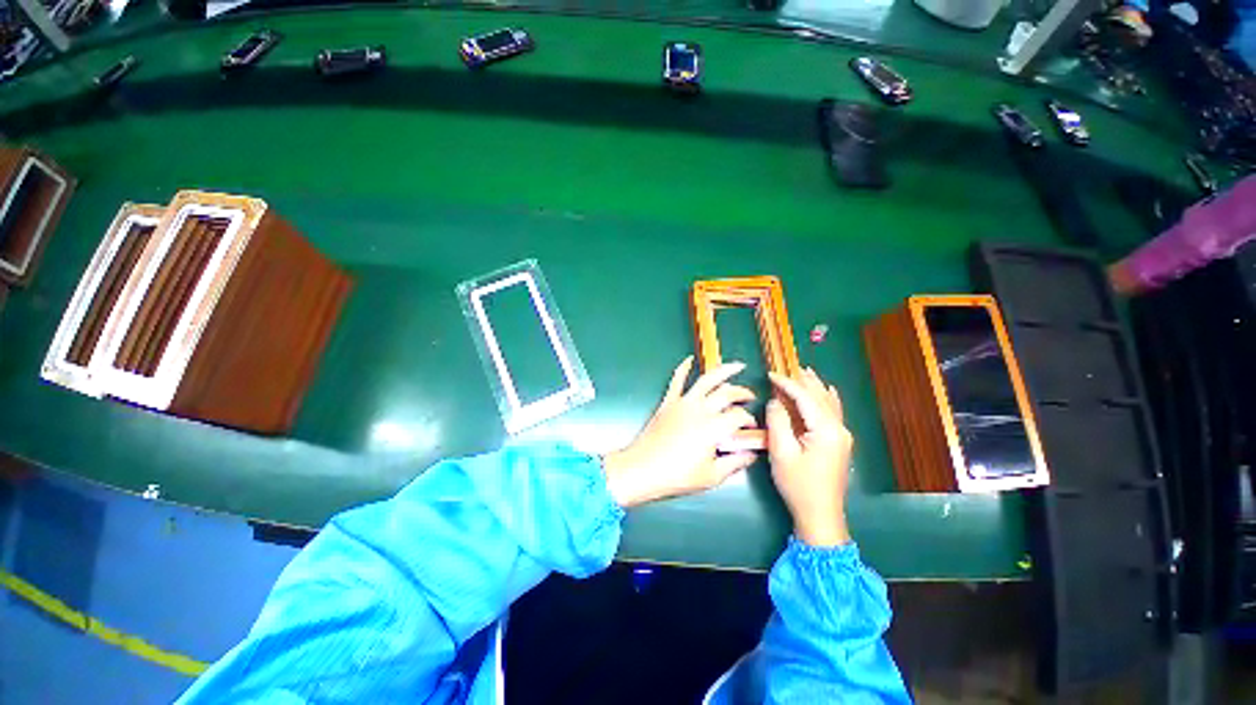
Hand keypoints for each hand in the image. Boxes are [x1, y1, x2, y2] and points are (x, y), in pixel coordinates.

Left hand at [603, 356, 758, 507]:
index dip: (749, 420)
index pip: (739, 416)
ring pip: (706, 380)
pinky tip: (689, 360)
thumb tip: (750, 455)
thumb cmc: (677, 475)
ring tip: (736, 366)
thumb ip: (735, 463)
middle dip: (743, 393)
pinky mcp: (668, 402)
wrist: (642, 469)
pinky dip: (683, 368)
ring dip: (723, 370)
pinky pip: (676, 380)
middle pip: (727, 394)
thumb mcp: (712, 476)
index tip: (750, 428)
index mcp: (714, 428)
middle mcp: (701, 410)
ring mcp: (683, 403)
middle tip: (750, 397)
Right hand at [766, 368, 853, 546]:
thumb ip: (778, 422)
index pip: (804, 397)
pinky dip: (827, 398)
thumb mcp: (781, 452)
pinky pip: (834, 412)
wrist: (820, 515)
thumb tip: (775, 401)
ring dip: (815, 386)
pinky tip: (828, 391)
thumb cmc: (798, 485)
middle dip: (803, 381)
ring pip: (829, 403)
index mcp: (825, 429)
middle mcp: (839, 428)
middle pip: (820, 396)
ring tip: (804, 372)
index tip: (770, 374)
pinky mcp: (840, 443)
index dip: (787, 383)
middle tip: (786, 367)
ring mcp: (842, 436)